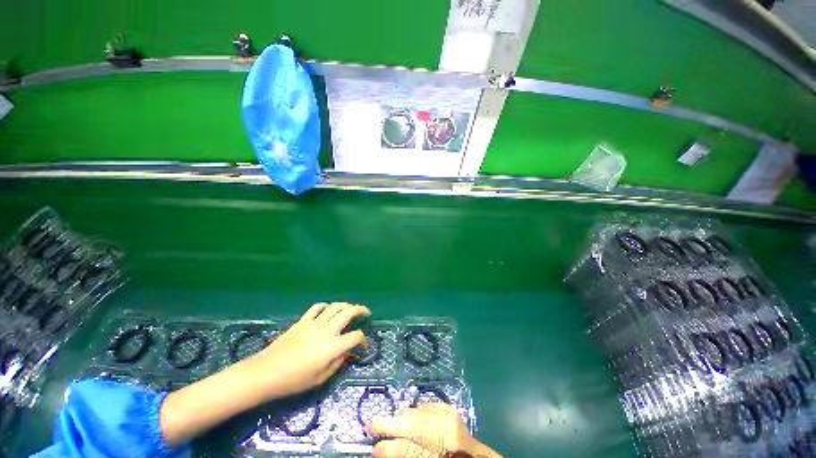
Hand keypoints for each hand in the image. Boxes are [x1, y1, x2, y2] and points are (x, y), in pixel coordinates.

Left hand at [247, 302, 370, 398]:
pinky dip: (326, 306)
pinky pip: (317, 307)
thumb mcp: (320, 378)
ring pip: (335, 306)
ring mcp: (314, 322)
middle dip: (361, 310)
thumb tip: (347, 352)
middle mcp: (327, 330)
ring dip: (346, 305)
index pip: (355, 336)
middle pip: (349, 312)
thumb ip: (337, 363)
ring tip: (350, 309)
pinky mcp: (303, 320)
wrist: (265, 373)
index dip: (363, 340)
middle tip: (366, 313)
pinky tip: (328, 310)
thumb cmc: (294, 381)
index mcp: (332, 346)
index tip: (363, 345)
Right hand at [368, 403, 500, 457]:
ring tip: (391, 425)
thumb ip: (407, 456)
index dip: (386, 449)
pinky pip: (423, 406)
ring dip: (400, 419)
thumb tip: (383, 449)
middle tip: (370, 425)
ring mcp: (448, 415)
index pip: (406, 449)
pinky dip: (414, 414)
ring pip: (413, 411)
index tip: (373, 448)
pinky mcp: (449, 407)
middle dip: (386, 424)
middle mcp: (445, 431)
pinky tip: (413, 422)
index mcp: (440, 452)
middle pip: (409, 423)